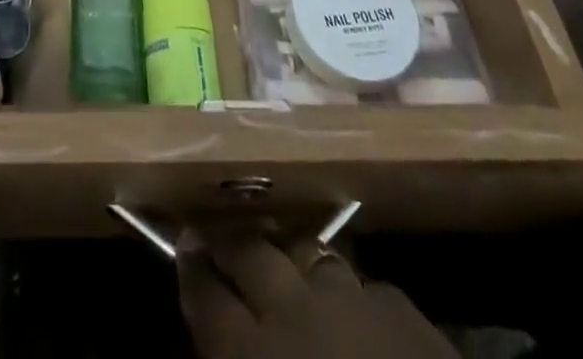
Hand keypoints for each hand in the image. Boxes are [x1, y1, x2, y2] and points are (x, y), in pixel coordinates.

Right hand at [178, 232, 455, 358]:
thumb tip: (219, 343)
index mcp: (253, 352)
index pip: (205, 295)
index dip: (190, 268)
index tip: (182, 245)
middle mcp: (294, 308)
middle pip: (250, 252)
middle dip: (230, 241)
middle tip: (217, 236)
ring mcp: (351, 297)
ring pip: (307, 252)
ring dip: (289, 258)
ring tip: (283, 263)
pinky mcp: (401, 305)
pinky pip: (363, 284)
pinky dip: (349, 294)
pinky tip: (351, 308)